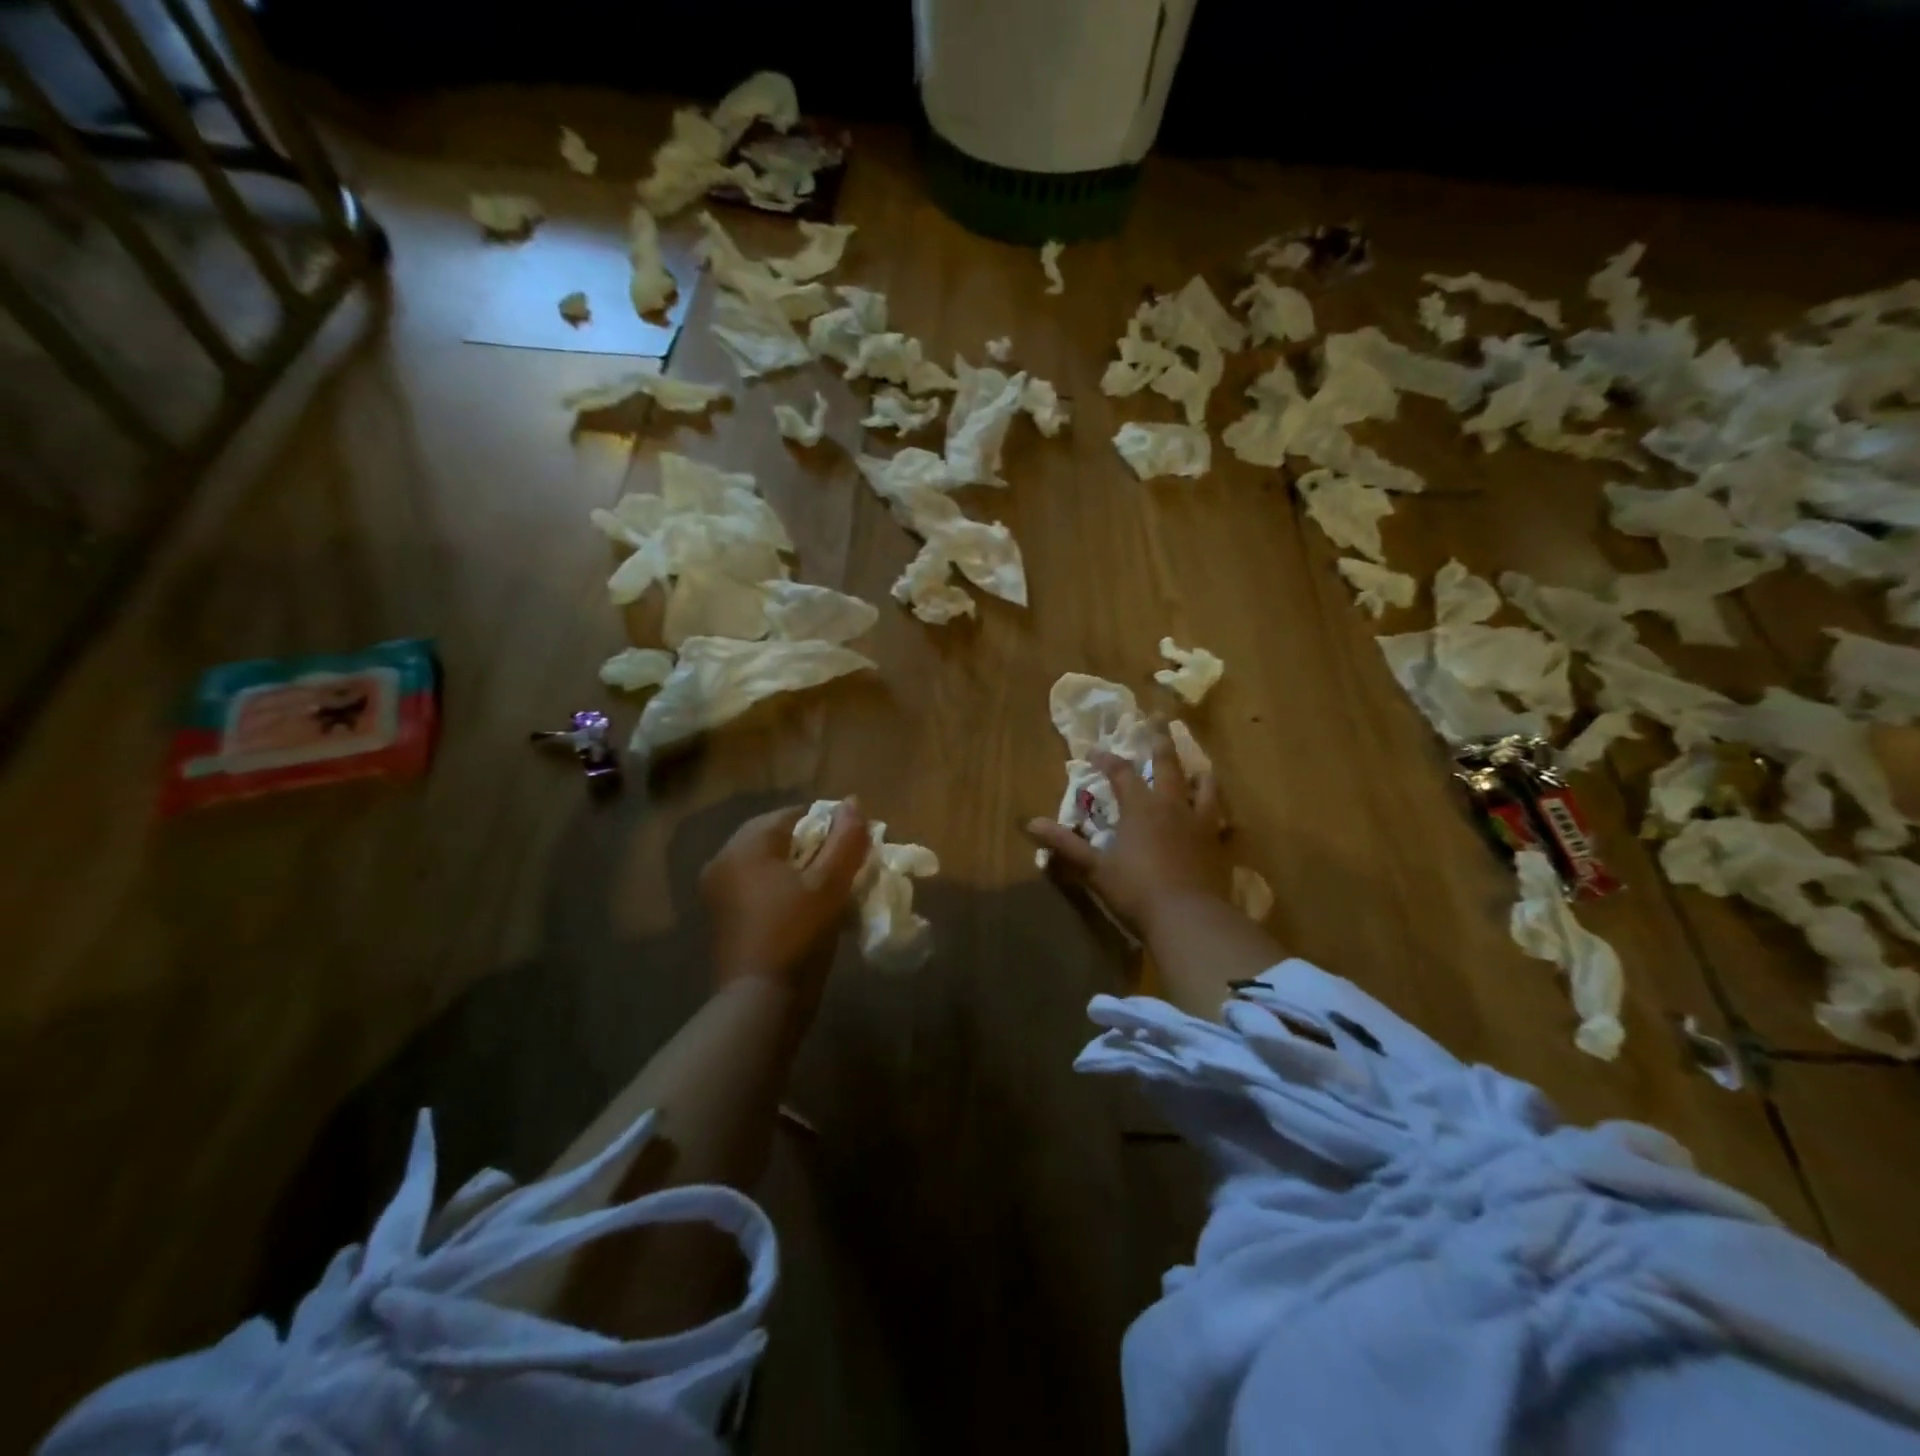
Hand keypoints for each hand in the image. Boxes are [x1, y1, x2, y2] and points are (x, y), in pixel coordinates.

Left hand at [700, 800, 869, 1003]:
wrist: (759, 1003)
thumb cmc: (797, 934)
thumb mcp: (829, 884)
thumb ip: (845, 839)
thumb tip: (853, 803)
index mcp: (745, 846)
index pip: (792, 815)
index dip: (828, 824)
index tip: (855, 844)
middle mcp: (724, 860)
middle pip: (778, 838)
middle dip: (814, 848)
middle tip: (845, 867)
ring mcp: (718, 891)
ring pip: (769, 864)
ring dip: (801, 869)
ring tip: (831, 888)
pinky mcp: (722, 917)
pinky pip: (758, 887)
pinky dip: (783, 889)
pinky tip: (807, 908)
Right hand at [1025, 737, 1231, 939]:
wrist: (1190, 918)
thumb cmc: (1136, 890)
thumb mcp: (1095, 868)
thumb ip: (1065, 844)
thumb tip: (1030, 823)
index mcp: (1140, 807)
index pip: (1120, 772)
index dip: (1106, 759)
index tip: (1093, 751)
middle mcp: (1172, 806)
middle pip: (1167, 764)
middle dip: (1160, 741)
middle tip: (1158, 719)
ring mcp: (1200, 823)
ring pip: (1203, 787)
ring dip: (1198, 774)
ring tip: (1198, 767)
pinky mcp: (1218, 845)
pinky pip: (1220, 819)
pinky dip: (1217, 811)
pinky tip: (1217, 817)